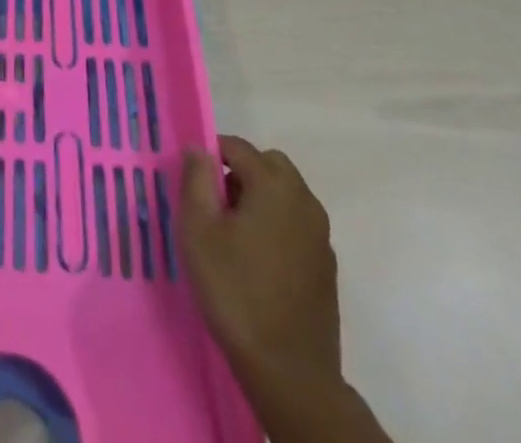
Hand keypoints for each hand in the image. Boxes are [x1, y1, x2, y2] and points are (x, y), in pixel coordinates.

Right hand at [178, 136, 341, 378]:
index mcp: (273, 185)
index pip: (238, 147)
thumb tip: (199, 148)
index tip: (193, 181)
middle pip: (269, 164)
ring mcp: (321, 234)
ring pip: (286, 193)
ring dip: (261, 198)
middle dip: (241, 172)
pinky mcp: (327, 265)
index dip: (211, 154)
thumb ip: (196, 179)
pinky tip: (259, 261)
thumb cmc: (235, 291)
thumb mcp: (198, 230)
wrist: (289, 372)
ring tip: (235, 235)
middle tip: (216, 204)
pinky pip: (298, 224)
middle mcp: (304, 200)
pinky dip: (278, 225)